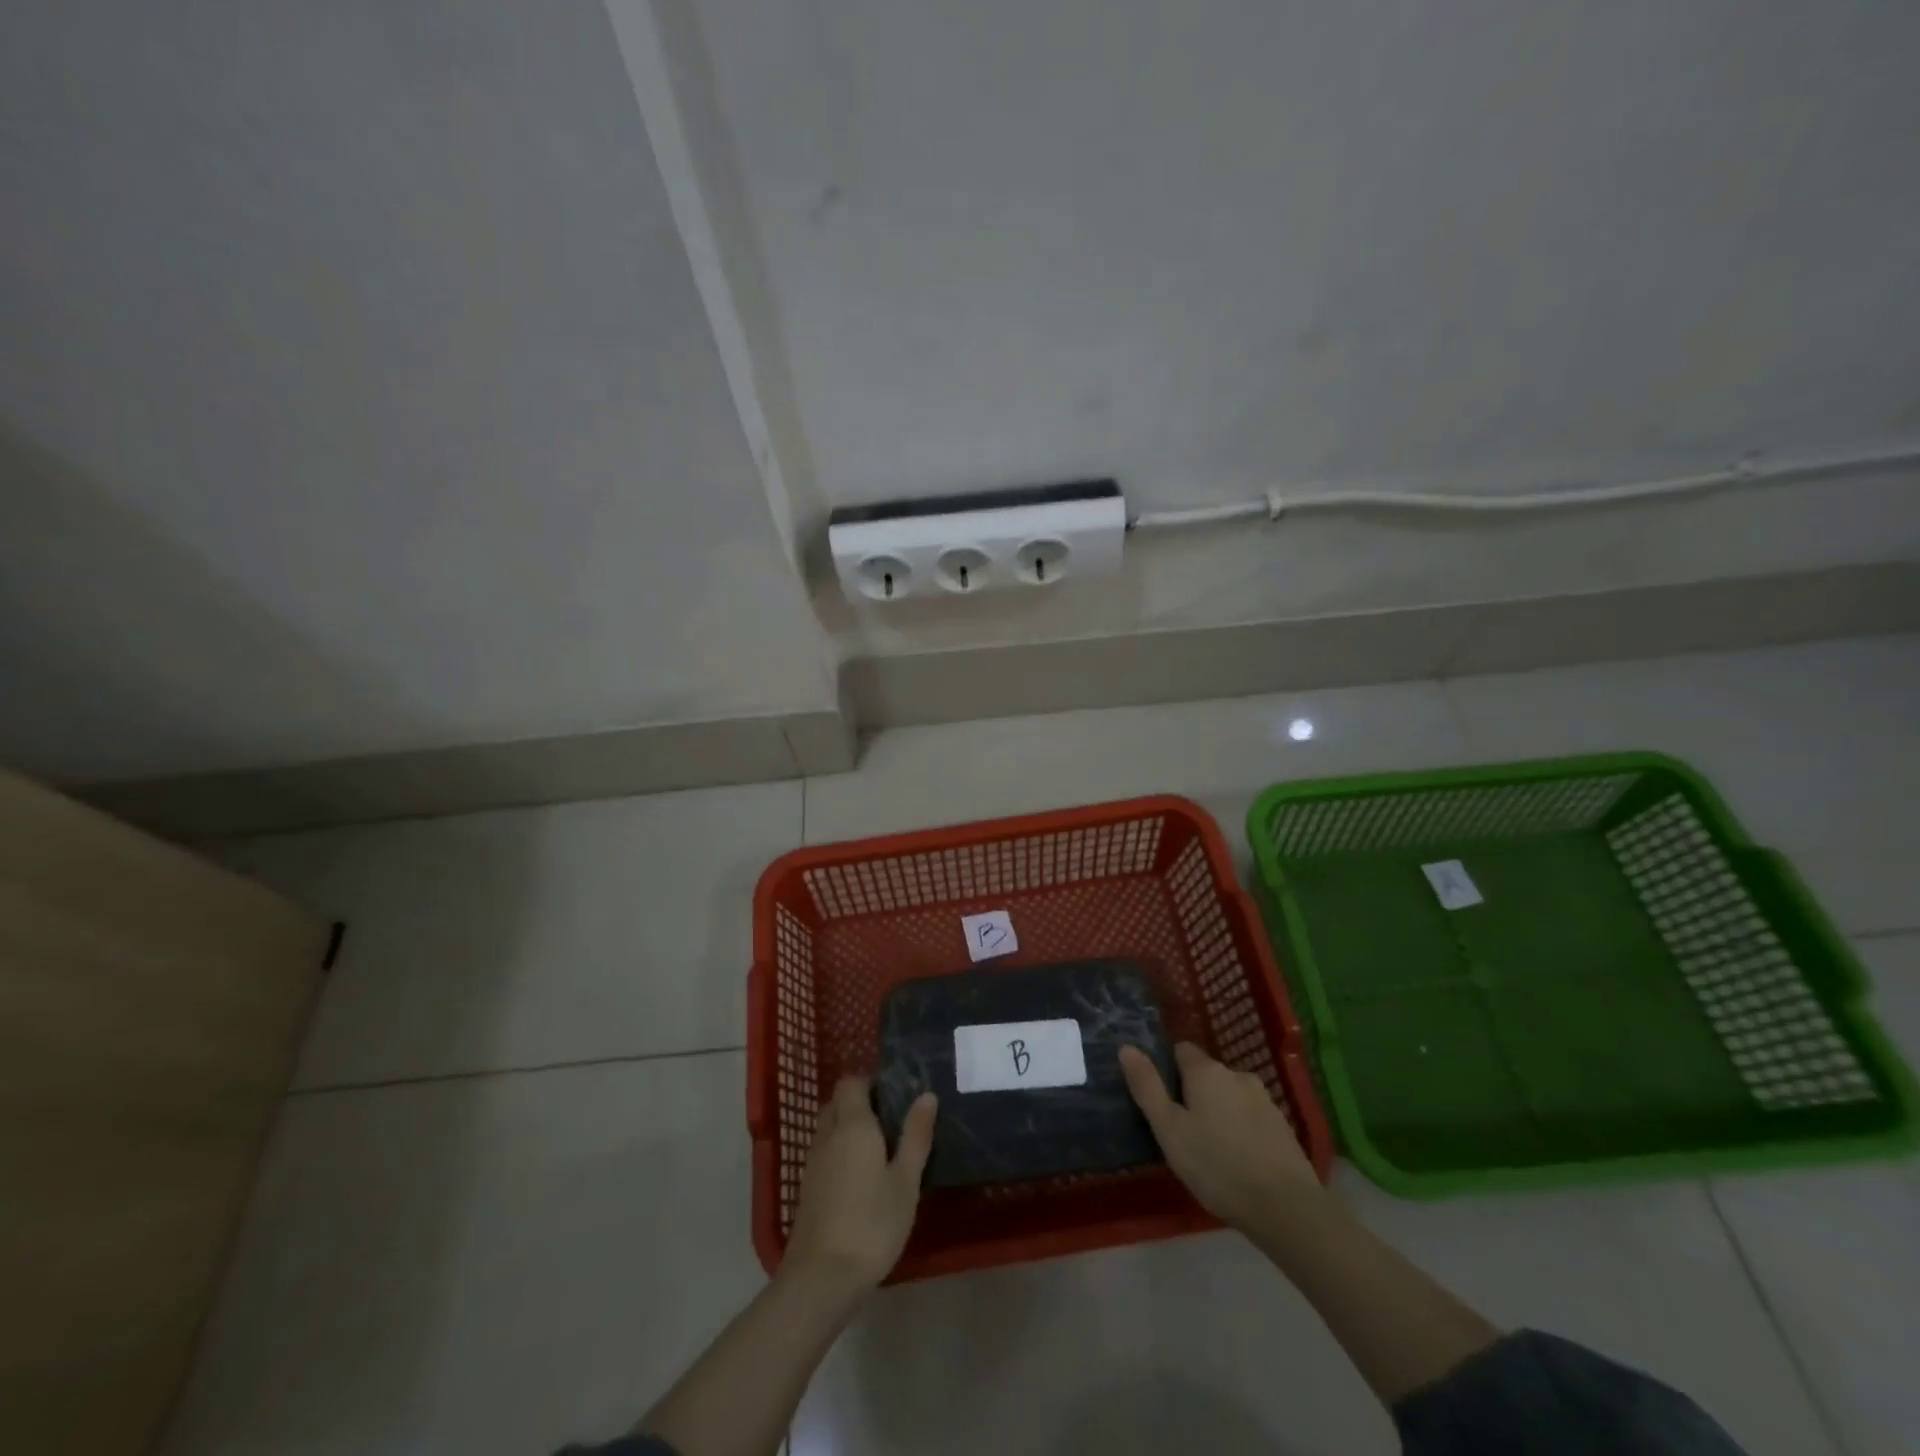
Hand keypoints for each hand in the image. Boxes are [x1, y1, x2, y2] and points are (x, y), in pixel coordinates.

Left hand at [783, 1076, 936, 1294]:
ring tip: (879, 1153)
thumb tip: (926, 1095)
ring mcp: (812, 1163)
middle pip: (837, 1102)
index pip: (851, 1082)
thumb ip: (916, 1135)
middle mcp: (827, 1135)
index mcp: (852, 1125)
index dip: (870, 1083)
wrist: (821, 1279)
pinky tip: (860, 1180)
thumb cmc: (871, 1224)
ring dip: (847, 1129)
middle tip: (891, 1125)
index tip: (895, 1099)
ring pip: (828, 1128)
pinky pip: (823, 1153)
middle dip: (860, 1105)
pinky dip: (839, 1153)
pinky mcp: (806, 1189)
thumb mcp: (906, 1181)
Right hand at [1120, 1041, 1319, 1230]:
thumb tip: (1126, 1047)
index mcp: (1206, 1071)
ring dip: (1220, 1112)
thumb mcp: (1169, 1129)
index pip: (1181, 1050)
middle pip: (1207, 1074)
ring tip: (1212, 1150)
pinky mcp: (1283, 1127)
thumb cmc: (1216, 1165)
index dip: (1168, 1070)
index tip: (1162, 1100)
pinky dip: (1242, 1130)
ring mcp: (1265, 1100)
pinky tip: (1239, 1160)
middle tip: (1184, 1131)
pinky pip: (1252, 1117)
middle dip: (1194, 1093)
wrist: (1286, 1208)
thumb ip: (1147, 1087)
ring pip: (1231, 1096)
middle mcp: (1237, 1075)